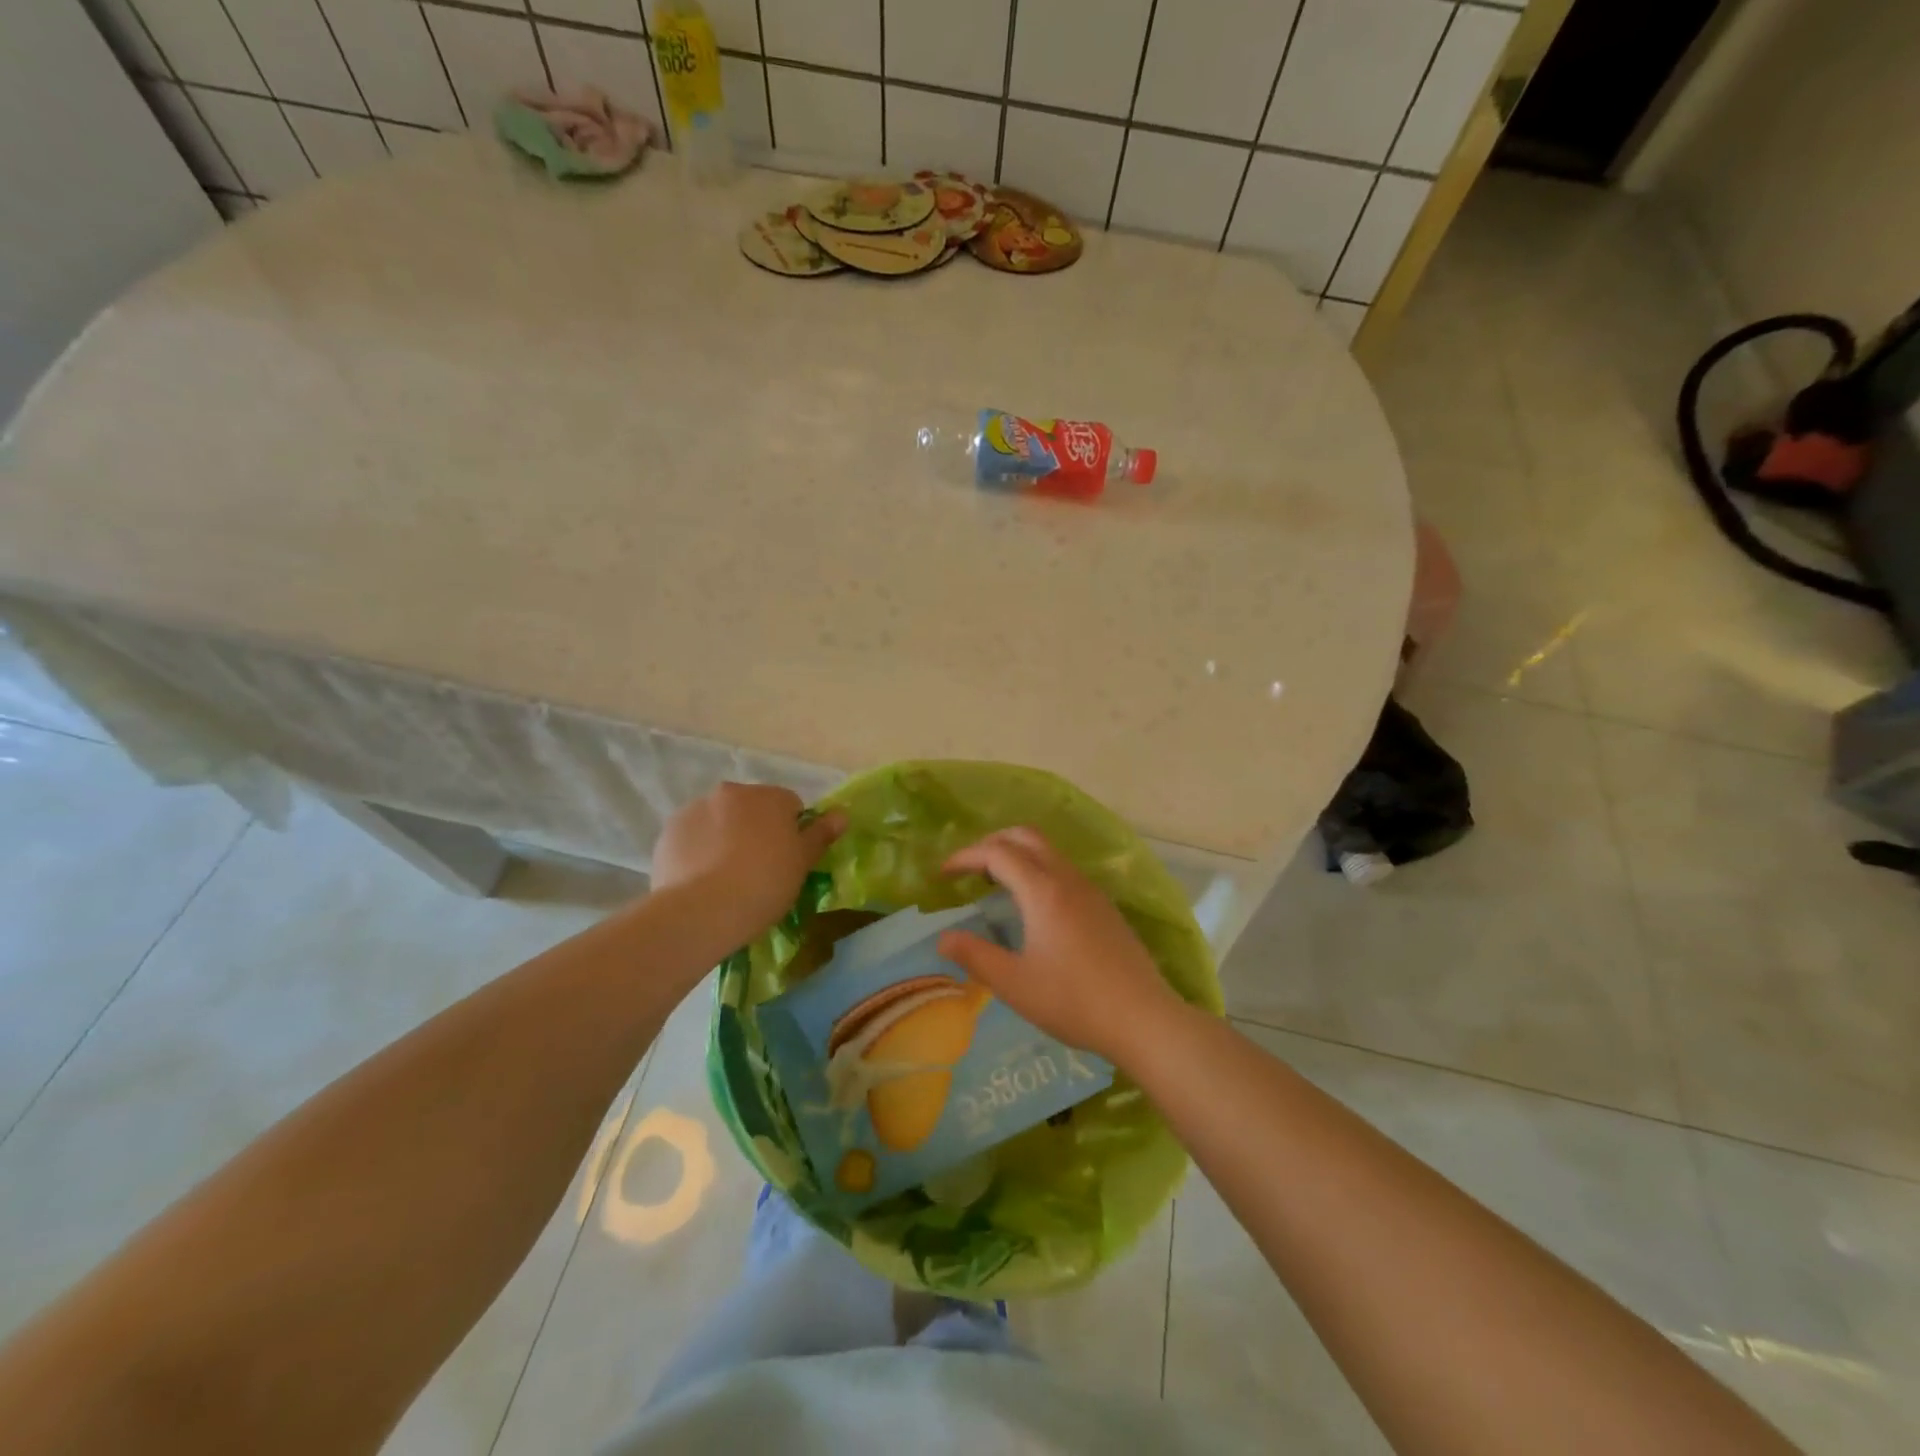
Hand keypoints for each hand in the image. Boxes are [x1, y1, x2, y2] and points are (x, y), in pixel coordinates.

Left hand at [652, 783, 845, 947]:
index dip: (792, 832)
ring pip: (719, 821)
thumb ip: (821, 834)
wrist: (702, 910)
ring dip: (725, 838)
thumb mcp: (802, 863)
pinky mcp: (668, 833)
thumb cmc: (764, 884)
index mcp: (769, 797)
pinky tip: (701, 881)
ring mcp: (695, 809)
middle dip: (756, 830)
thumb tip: (841, 814)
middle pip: (751, 809)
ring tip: (725, 879)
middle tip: (759, 870)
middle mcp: (731, 792)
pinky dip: (698, 851)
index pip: (790, 805)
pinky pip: (692, 838)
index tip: (788, 861)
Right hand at [936, 827, 1184, 1065]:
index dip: (965, 856)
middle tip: (968, 869)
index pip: (997, 852)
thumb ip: (975, 956)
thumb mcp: (1014, 984)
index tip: (942, 874)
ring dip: (1017, 854)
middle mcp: (1068, 879)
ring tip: (995, 884)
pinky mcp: (1104, 906)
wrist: (1143, 1018)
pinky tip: (1033, 906)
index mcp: (1043, 891)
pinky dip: (1038, 869)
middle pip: (1026, 836)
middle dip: (992, 843)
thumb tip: (943, 938)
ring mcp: (1091, 891)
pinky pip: (1064, 870)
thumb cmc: (1074, 1001)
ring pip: (1049, 851)